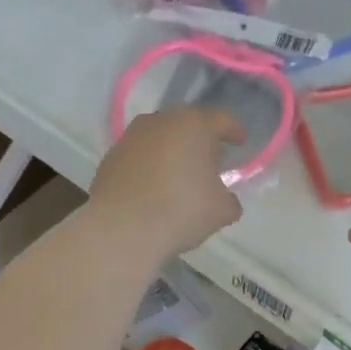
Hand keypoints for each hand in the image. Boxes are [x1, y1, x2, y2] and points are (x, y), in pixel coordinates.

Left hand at [90, 107, 244, 259]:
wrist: (122, 229)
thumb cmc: (181, 211)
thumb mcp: (221, 210)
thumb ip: (229, 199)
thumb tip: (225, 200)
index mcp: (193, 125)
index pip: (221, 120)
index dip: (234, 130)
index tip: (240, 141)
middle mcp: (160, 122)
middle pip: (187, 125)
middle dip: (200, 141)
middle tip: (210, 161)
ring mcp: (130, 138)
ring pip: (159, 139)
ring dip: (171, 152)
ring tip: (179, 176)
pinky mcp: (110, 158)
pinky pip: (139, 157)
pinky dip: (149, 167)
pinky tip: (153, 189)